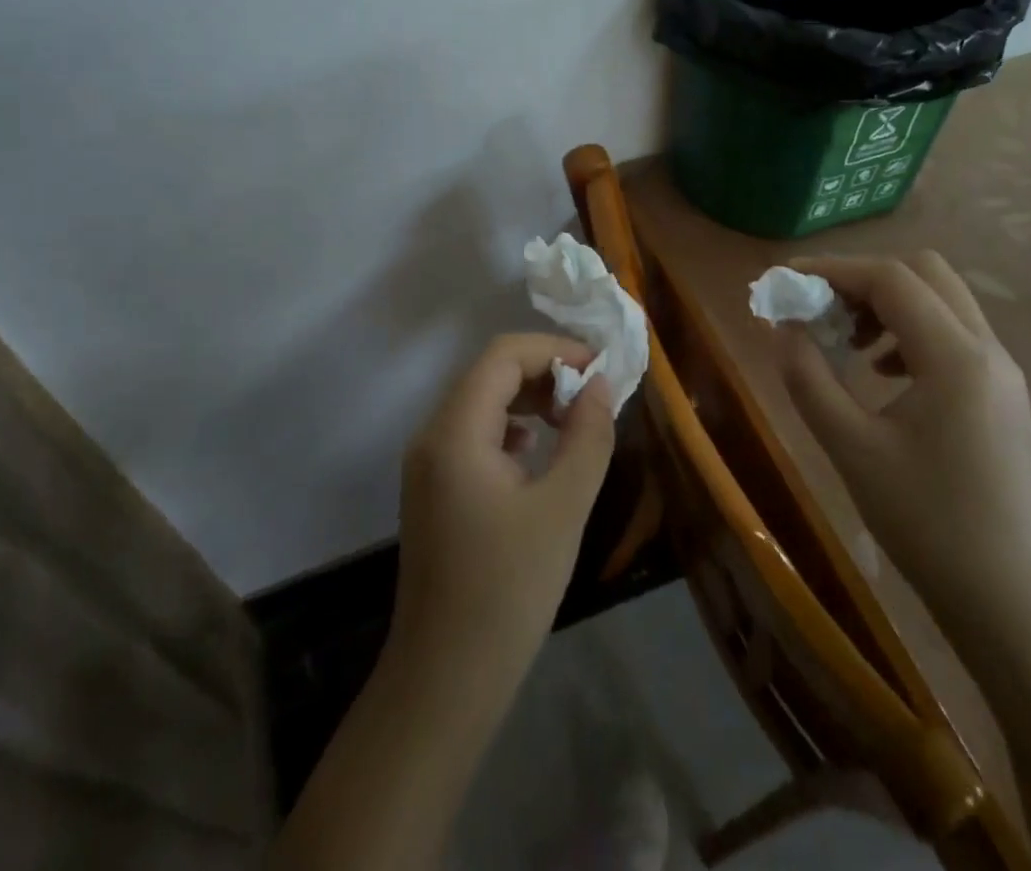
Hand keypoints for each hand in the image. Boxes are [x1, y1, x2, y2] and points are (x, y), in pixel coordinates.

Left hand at [390, 334, 616, 686]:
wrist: (445, 680)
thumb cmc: (507, 590)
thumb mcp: (563, 507)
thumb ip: (587, 436)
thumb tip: (600, 385)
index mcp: (455, 431)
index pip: (503, 355)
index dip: (555, 350)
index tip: (601, 370)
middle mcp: (432, 435)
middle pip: (490, 373)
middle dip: (545, 373)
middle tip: (594, 397)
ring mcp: (428, 464)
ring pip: (482, 402)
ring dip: (530, 399)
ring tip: (574, 422)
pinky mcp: (434, 489)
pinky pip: (475, 434)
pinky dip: (512, 428)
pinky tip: (538, 453)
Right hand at [779, 250, 1030, 621]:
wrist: (1010, 600)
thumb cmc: (926, 522)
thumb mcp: (850, 447)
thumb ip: (808, 377)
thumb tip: (781, 326)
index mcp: (955, 357)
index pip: (890, 279)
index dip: (832, 269)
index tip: (786, 281)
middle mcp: (987, 349)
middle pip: (924, 272)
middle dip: (863, 279)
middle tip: (820, 309)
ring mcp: (1002, 371)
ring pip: (941, 299)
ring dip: (887, 303)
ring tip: (844, 341)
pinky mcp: (1001, 393)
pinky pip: (953, 332)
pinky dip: (909, 329)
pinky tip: (879, 372)